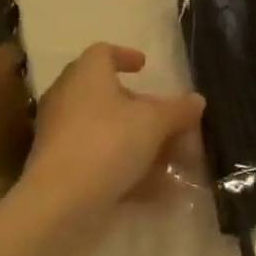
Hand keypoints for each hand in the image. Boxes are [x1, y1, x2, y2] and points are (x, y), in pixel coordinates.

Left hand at [21, 44, 205, 215]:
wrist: (60, 202)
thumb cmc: (108, 142)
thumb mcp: (155, 122)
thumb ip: (178, 110)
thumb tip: (197, 100)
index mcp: (86, 75)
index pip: (103, 52)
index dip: (125, 56)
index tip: (144, 67)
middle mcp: (68, 99)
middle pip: (107, 94)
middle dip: (140, 107)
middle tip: (165, 119)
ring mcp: (60, 135)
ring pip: (105, 130)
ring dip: (136, 141)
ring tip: (168, 160)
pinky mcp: (58, 168)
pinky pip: (97, 159)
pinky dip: (124, 167)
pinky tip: (154, 189)